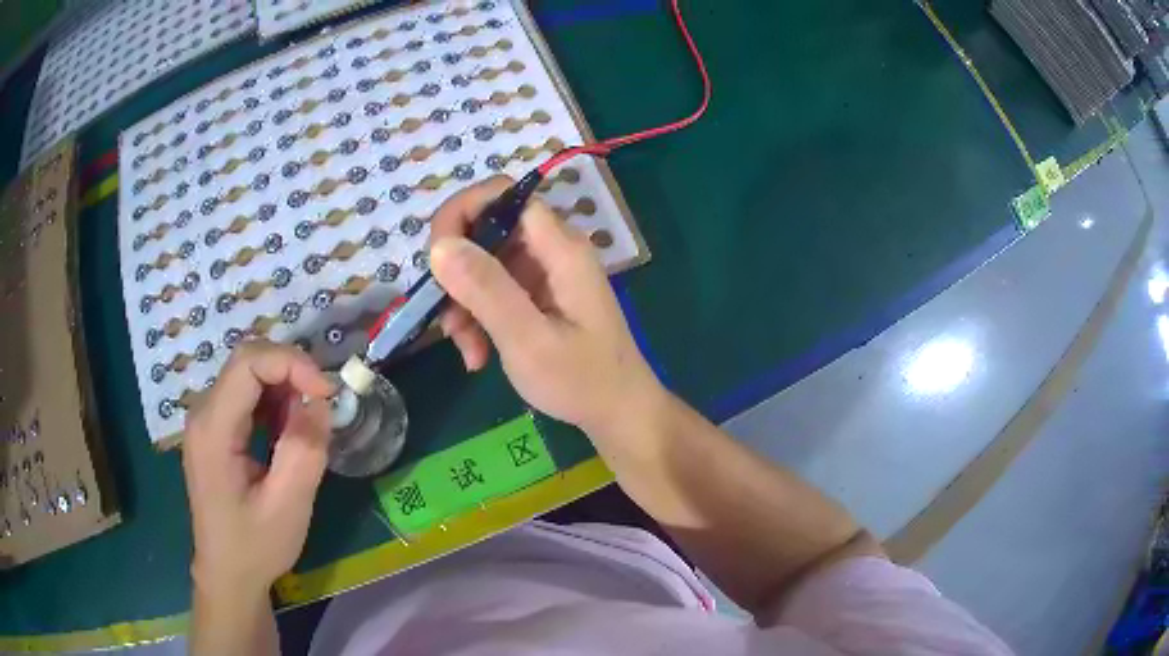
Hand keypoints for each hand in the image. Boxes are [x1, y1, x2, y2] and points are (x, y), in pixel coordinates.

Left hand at [182, 341, 334, 595]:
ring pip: (248, 375)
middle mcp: (203, 413)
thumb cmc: (255, 546)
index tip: (326, 393)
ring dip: (284, 389)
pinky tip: (287, 434)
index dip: (291, 364)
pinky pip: (246, 396)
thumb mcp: (288, 506)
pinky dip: (274, 403)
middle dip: (290, 373)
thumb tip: (320, 401)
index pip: (248, 363)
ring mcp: (206, 420)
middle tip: (322, 405)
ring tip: (308, 426)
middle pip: (247, 362)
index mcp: (213, 429)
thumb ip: (304, 450)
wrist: (228, 574)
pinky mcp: (215, 430)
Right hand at [429, 176, 665, 437]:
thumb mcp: (528, 340)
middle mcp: (551, 250)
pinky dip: (477, 317)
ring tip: (466, 348)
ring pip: (483, 264)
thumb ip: (487, 290)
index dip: (462, 212)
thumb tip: (440, 246)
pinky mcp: (536, 296)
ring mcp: (543, 273)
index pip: (503, 196)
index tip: (435, 256)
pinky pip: (493, 290)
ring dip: (463, 303)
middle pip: (487, 230)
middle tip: (445, 315)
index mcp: (560, 249)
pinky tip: (477, 355)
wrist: (617, 413)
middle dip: (456, 271)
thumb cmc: (582, 381)